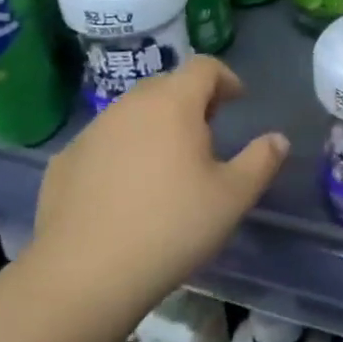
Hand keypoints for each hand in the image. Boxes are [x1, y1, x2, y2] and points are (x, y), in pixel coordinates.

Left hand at [29, 57, 288, 312]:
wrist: (84, 274)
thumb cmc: (171, 227)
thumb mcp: (233, 198)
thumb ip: (261, 161)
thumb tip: (278, 139)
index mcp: (173, 103)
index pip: (204, 67)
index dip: (225, 78)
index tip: (237, 102)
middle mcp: (129, 105)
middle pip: (167, 85)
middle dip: (191, 100)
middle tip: (206, 134)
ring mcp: (92, 131)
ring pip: (131, 113)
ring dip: (154, 125)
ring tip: (166, 165)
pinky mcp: (64, 161)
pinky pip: (103, 142)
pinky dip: (121, 152)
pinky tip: (126, 191)